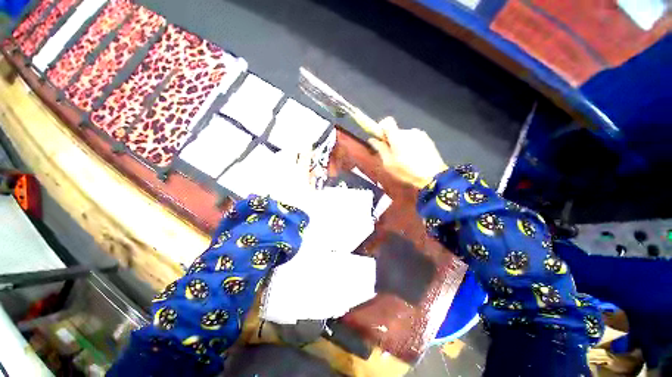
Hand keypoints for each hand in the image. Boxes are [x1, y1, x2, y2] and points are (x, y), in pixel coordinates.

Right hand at [368, 117, 447, 188]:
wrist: (433, 176)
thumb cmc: (407, 171)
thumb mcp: (388, 164)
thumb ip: (380, 149)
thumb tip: (373, 139)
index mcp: (397, 136)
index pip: (387, 121)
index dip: (382, 128)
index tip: (381, 139)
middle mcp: (409, 131)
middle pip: (396, 131)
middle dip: (392, 140)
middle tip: (393, 155)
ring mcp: (420, 134)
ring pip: (405, 136)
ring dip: (402, 143)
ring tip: (405, 158)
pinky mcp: (428, 139)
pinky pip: (414, 139)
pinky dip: (412, 145)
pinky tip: (415, 158)